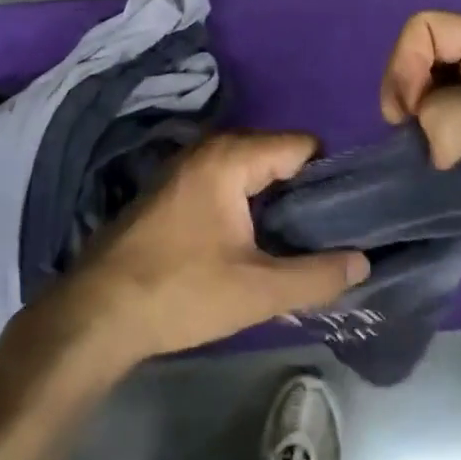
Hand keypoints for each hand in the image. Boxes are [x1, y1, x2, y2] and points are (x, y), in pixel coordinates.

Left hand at [52, 132, 369, 369]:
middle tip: (326, 233)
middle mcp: (210, 147)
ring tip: (297, 240)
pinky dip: (248, 202)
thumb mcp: (257, 291)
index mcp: (232, 157)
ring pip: (252, 169)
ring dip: (275, 199)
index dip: (329, 176)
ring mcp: (188, 166)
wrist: (96, 314)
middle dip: (303, 190)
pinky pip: (227, 180)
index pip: (302, 145)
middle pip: (277, 154)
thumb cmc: (180, 293)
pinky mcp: (174, 188)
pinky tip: (254, 242)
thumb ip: (317, 276)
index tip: (347, 213)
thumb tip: (364, 262)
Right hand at [381, 11, 460, 308]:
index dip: (407, 63)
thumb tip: (428, 145)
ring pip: (427, 100)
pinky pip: (439, 136)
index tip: (412, 113)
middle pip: (422, 60)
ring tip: (429, 159)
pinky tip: (437, 173)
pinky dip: (428, 150)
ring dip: (417, 127)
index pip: (428, 27)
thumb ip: (448, 111)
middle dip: (408, 94)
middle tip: (414, 136)